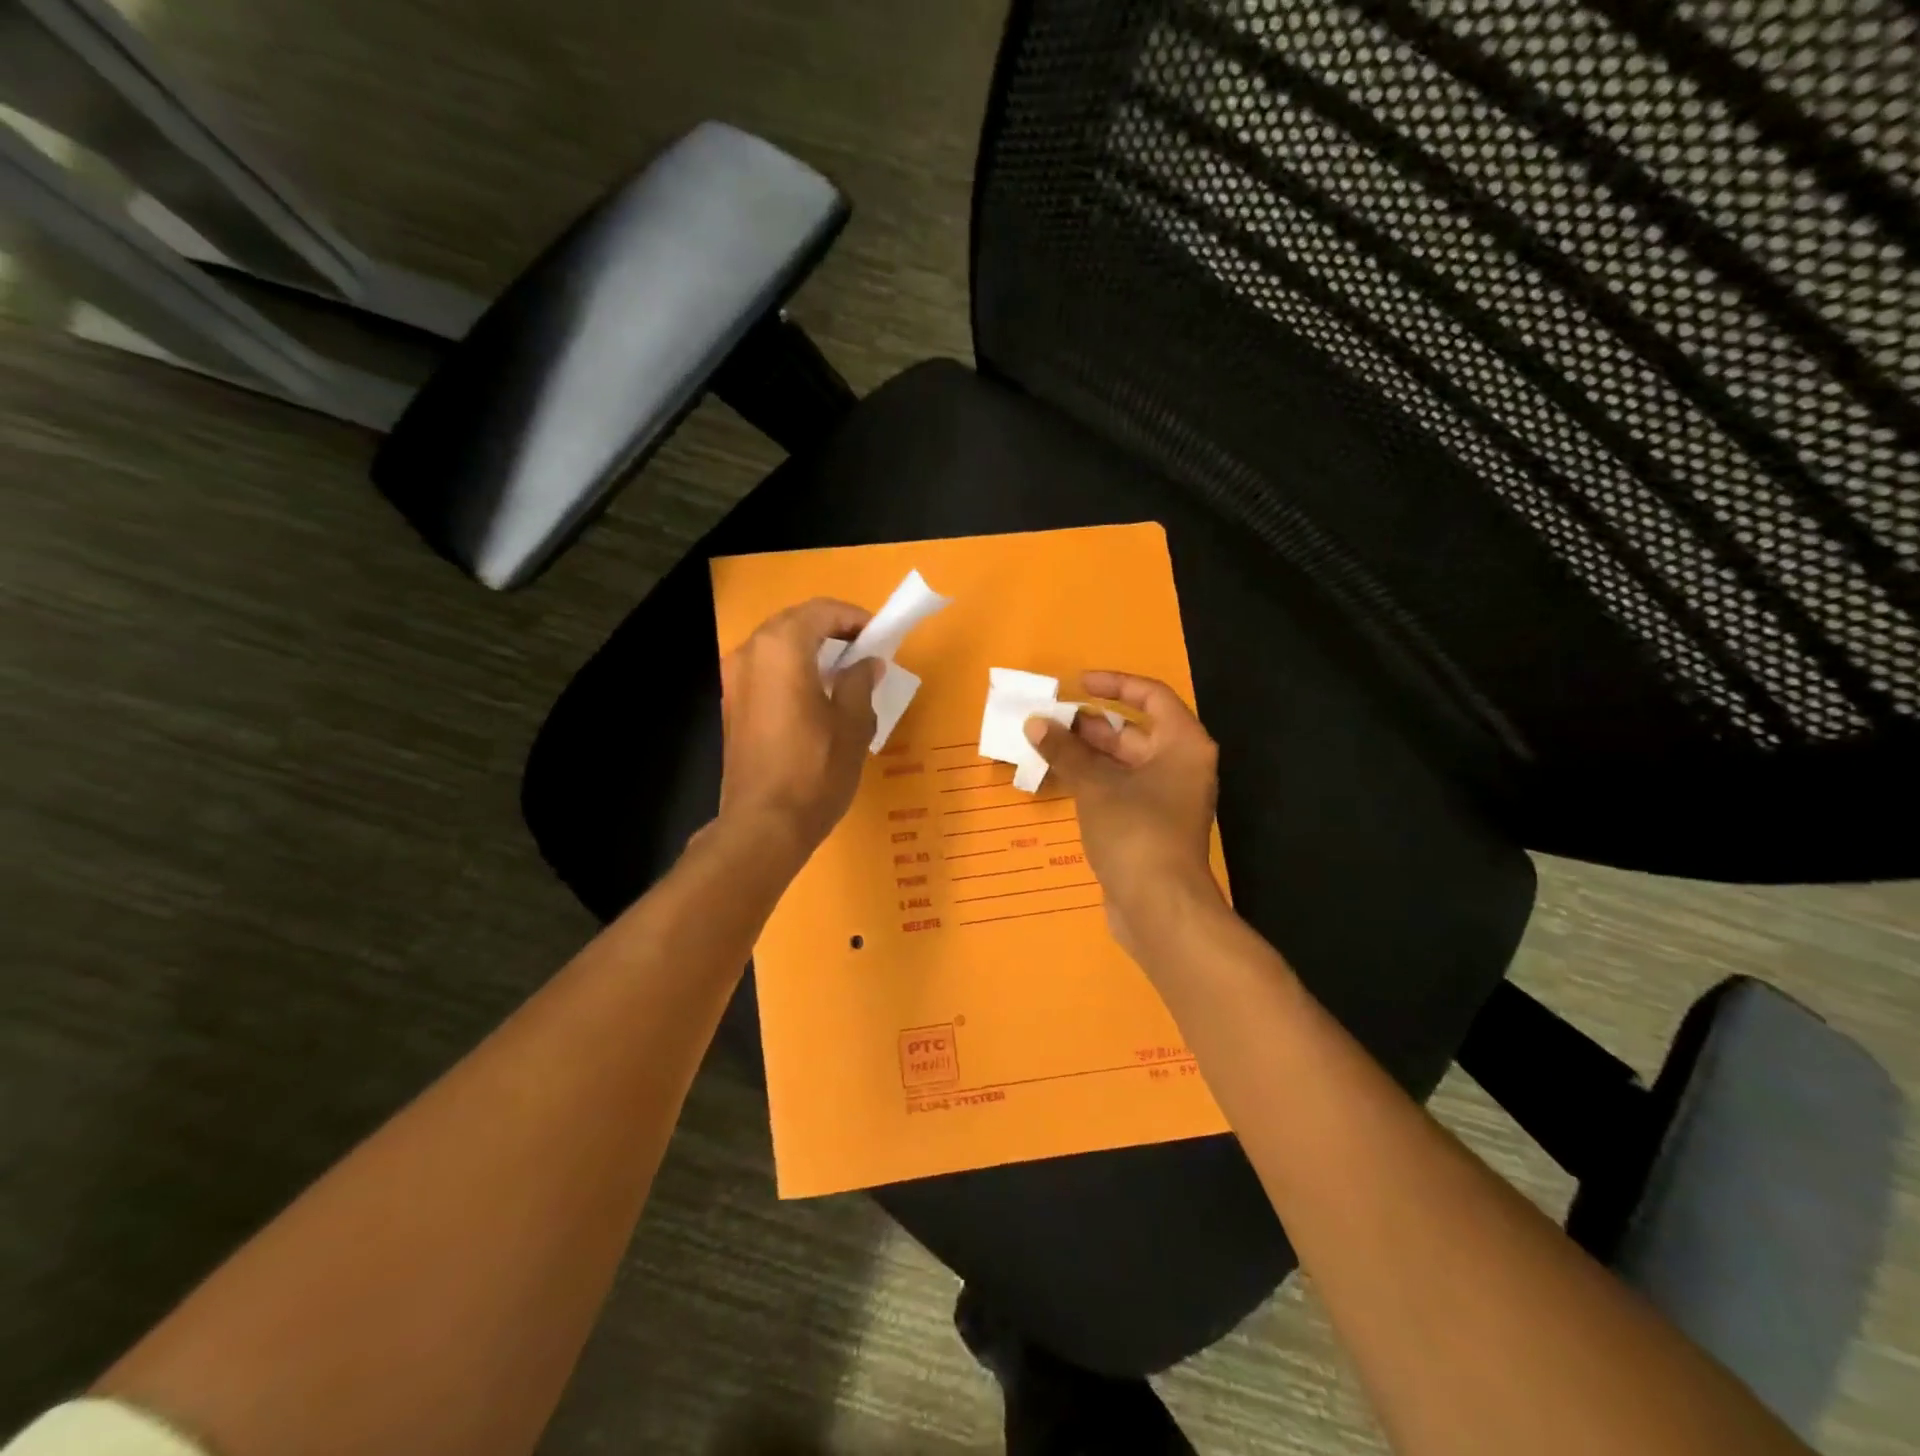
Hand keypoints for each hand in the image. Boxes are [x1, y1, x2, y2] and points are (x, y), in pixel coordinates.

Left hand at [718, 599, 882, 859]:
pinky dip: (791, 670)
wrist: (764, 824)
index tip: (880, 636)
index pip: (821, 611)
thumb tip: (866, 663)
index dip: (854, 618)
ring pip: (776, 646)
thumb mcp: (853, 724)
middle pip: (794, 623)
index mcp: (782, 648)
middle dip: (831, 630)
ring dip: (809, 650)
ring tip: (842, 674)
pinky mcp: (731, 706)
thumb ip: (860, 682)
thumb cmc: (816, 770)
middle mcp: (750, 653)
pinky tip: (814, 697)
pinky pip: (764, 670)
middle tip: (864, 651)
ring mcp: (734, 680)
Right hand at [1024, 672, 1224, 959]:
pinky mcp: (1148, 826)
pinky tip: (1058, 779)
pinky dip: (1092, 781)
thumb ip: (1065, 751)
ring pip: (1122, 763)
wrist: (1160, 908)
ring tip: (1045, 746)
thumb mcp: (1096, 786)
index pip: (1152, 697)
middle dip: (1091, 724)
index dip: (1115, 684)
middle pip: (1134, 731)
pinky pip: (1118, 790)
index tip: (1078, 684)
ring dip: (1086, 754)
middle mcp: (1180, 766)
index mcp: (1182, 745)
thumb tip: (1035, 723)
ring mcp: (1165, 799)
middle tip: (1050, 721)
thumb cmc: (1136, 832)